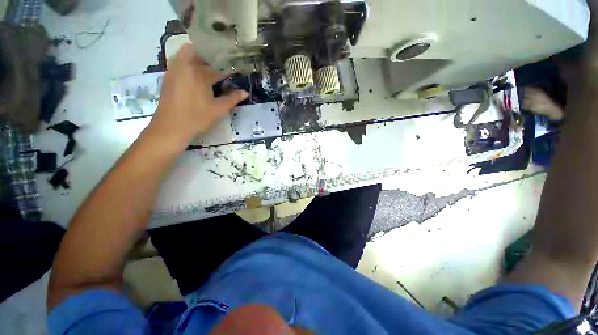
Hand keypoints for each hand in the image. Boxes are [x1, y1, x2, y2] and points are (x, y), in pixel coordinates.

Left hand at [149, 43, 247, 144]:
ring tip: (211, 66)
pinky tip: (198, 73)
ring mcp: (175, 68)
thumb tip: (245, 92)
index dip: (230, 69)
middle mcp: (185, 65)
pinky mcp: (169, 75)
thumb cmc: (197, 119)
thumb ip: (233, 99)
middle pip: (200, 50)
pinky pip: (180, 59)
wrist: (170, 127)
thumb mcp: (218, 109)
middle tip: (223, 64)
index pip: (219, 67)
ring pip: (187, 52)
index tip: (238, 70)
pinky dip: (190, 60)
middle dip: (213, 55)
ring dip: (200, 55)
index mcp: (199, 73)